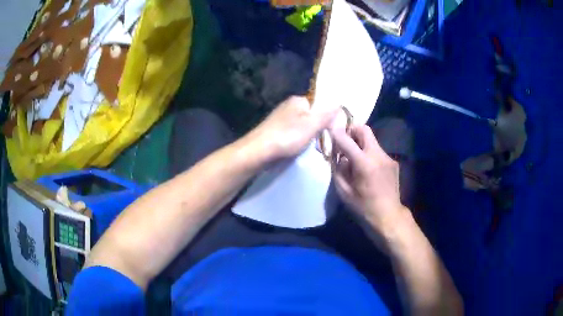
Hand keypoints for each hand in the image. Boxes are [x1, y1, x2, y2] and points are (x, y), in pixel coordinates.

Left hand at [247, 96, 339, 162]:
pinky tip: (295, 148)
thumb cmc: (287, 137)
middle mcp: (288, 106)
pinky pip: (290, 133)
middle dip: (315, 128)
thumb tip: (339, 104)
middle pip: (309, 115)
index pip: (319, 104)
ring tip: (308, 147)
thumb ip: (326, 114)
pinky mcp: (273, 130)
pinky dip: (294, 140)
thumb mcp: (312, 125)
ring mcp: (279, 118)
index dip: (326, 117)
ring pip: (300, 125)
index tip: (330, 131)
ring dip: (305, 136)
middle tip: (320, 141)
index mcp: (298, 100)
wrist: (258, 151)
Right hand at [331, 124, 406, 236]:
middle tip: (344, 141)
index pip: (347, 140)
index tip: (330, 129)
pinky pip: (377, 151)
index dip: (336, 132)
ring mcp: (388, 158)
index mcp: (364, 164)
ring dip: (360, 143)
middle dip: (352, 131)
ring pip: (372, 140)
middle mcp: (378, 156)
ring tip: (354, 158)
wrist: (389, 216)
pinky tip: (367, 168)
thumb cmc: (363, 207)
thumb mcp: (344, 192)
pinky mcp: (393, 162)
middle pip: (364, 130)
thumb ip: (339, 170)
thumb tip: (339, 156)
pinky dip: (369, 153)